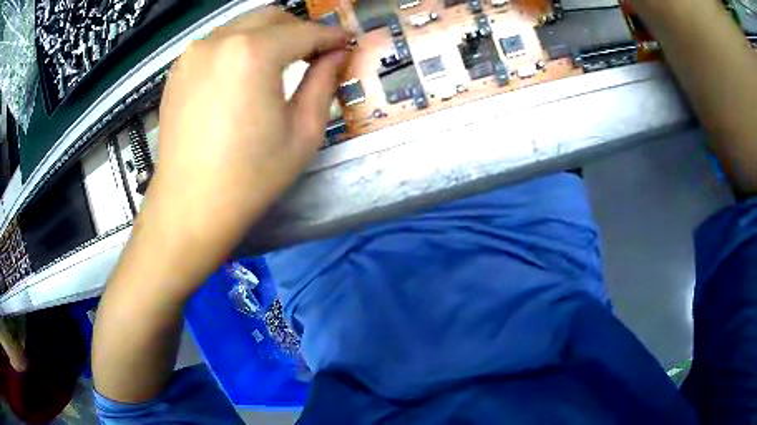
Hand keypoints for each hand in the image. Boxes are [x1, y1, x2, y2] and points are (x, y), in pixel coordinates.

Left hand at [138, 8, 351, 295]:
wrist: (190, 206)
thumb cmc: (250, 177)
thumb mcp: (302, 132)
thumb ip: (323, 82)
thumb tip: (336, 54)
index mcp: (253, 53)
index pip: (304, 31)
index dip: (330, 36)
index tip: (344, 44)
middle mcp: (220, 40)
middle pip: (272, 16)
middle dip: (298, 29)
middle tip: (313, 54)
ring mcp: (193, 53)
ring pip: (243, 25)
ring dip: (268, 36)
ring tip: (279, 64)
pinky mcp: (178, 70)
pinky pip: (217, 43)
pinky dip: (238, 48)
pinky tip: (242, 76)